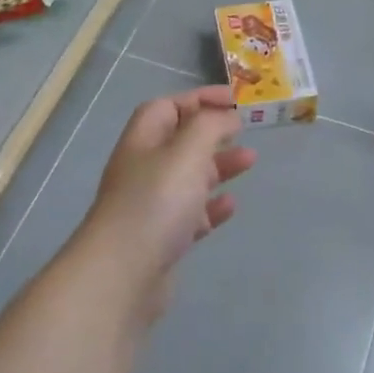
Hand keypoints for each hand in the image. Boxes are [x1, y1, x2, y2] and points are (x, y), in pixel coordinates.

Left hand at [75, 86, 255, 318]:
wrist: (123, 274)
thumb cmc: (156, 202)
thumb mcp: (187, 151)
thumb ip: (210, 126)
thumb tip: (227, 115)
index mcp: (143, 140)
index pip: (168, 106)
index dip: (199, 98)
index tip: (235, 100)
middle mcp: (144, 168)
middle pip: (179, 141)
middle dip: (213, 133)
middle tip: (246, 132)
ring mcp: (151, 205)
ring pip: (189, 177)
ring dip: (218, 166)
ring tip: (250, 162)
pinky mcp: (162, 238)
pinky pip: (191, 214)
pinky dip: (212, 206)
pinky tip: (231, 205)